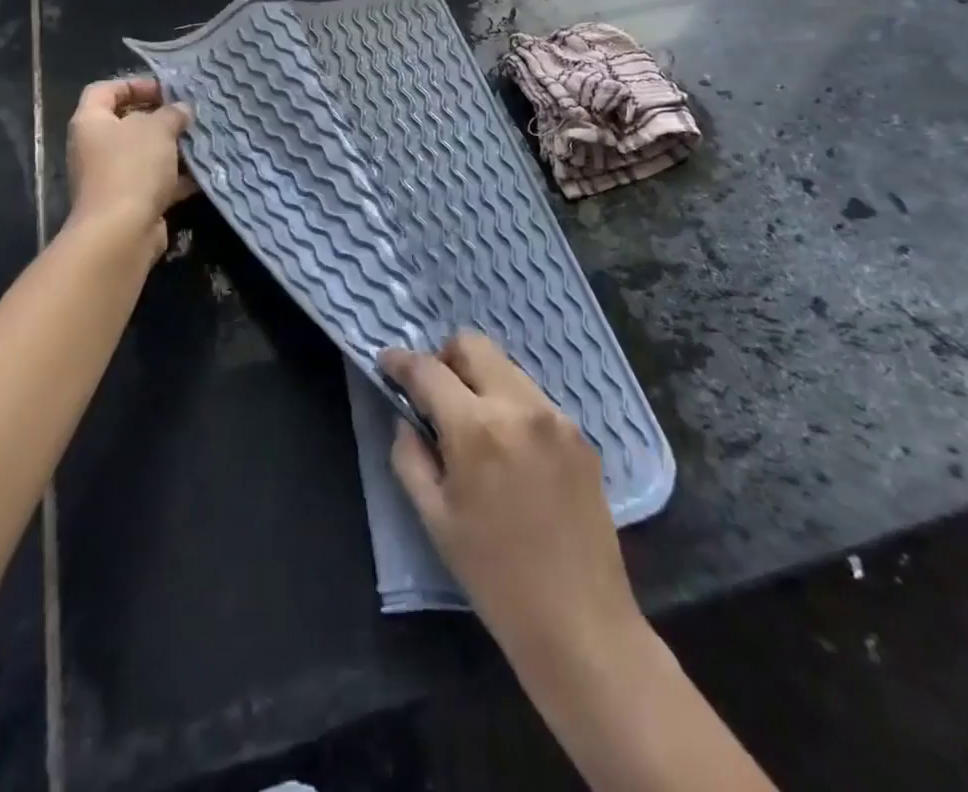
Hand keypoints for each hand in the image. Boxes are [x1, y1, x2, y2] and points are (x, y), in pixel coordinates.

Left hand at [66, 77, 192, 253]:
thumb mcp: (157, 129)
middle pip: (126, 123)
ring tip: (199, 142)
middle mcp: (94, 148)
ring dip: (171, 149)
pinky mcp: (128, 202)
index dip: (133, 84)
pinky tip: (201, 174)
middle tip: (187, 116)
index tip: (165, 90)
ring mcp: (110, 177)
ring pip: (144, 155)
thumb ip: (171, 114)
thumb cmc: (132, 167)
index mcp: (90, 122)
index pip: (104, 90)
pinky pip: (154, 182)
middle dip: (159, 119)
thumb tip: (181, 109)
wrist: (120, 231)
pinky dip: (175, 178)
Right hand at [381, 333, 644, 671]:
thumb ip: (409, 456)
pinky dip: (510, 405)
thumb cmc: (495, 576)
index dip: (400, 362)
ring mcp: (556, 417)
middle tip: (434, 395)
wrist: (580, 623)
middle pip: (473, 345)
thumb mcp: (435, 518)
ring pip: (506, 367)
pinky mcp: (581, 434)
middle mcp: (520, 406)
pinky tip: (510, 451)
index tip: (386, 362)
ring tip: (473, 426)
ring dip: (479, 380)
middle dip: (444, 358)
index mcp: (477, 428)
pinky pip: (533, 397)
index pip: (428, 370)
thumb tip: (407, 418)